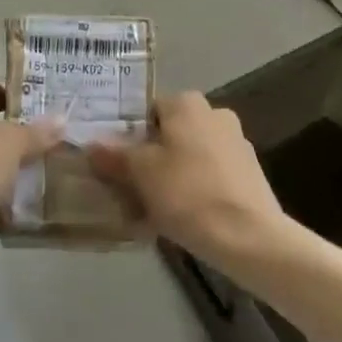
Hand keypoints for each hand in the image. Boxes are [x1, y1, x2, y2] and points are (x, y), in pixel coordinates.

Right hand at [88, 91, 289, 264]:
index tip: (115, 160)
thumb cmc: (187, 193)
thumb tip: (92, 144)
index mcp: (188, 104)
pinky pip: (210, 174)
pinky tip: (182, 215)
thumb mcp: (140, 173)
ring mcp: (236, 144)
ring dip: (173, 173)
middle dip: (151, 155)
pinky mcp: (249, 174)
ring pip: (190, 154)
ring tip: (152, 206)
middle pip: (170, 132)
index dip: (129, 133)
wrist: (248, 237)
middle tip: (129, 185)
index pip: (148, 109)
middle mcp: (215, 114)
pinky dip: (195, 188)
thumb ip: (114, 155)